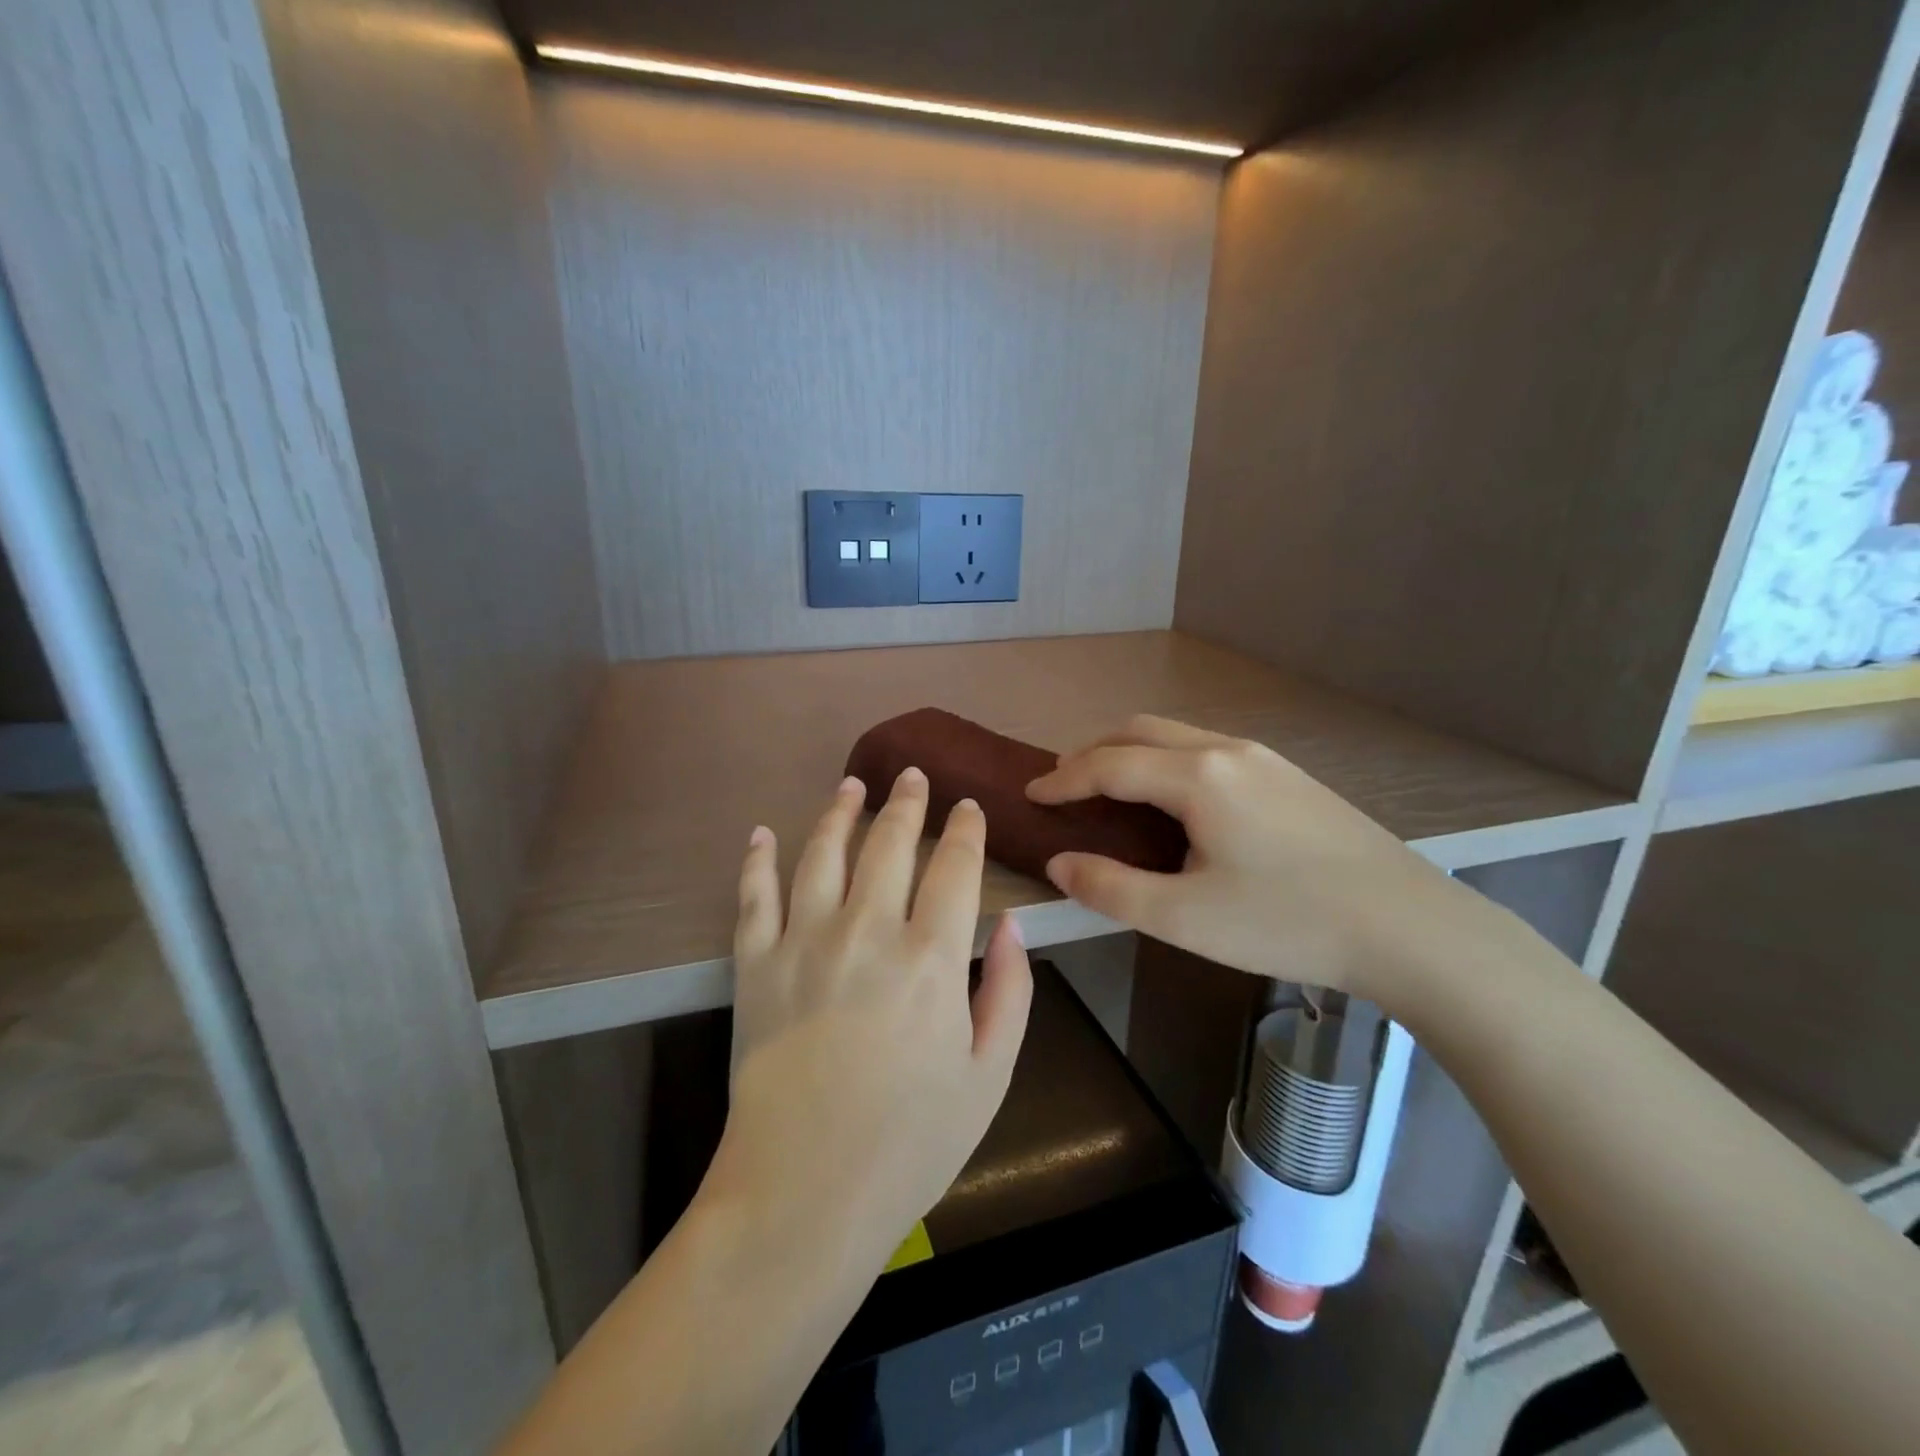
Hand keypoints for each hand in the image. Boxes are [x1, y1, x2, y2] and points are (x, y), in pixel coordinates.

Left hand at [709, 768, 1032, 1275]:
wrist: (803, 1194)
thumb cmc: (910, 1143)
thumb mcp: (988, 1077)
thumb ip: (1010, 993)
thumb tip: (1015, 925)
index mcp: (931, 959)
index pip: (954, 868)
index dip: (964, 831)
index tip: (968, 808)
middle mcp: (867, 932)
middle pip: (890, 844)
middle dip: (907, 803)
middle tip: (912, 776)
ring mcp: (803, 943)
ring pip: (822, 852)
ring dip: (840, 811)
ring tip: (851, 785)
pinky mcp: (755, 965)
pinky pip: (753, 896)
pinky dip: (756, 860)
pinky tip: (762, 832)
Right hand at [1026, 715, 1477, 1009]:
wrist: (1409, 927)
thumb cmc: (1287, 922)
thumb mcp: (1185, 917)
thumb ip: (1110, 888)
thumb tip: (1060, 863)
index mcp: (1198, 777)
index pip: (1109, 764)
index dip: (1063, 779)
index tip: (1031, 794)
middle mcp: (1227, 751)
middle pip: (1140, 731)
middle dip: (1093, 753)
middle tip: (1065, 788)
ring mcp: (1264, 759)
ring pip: (1177, 736)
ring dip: (1132, 754)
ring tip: (1112, 793)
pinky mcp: (1288, 776)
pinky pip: (1207, 751)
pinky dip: (1167, 763)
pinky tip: (1175, 804)